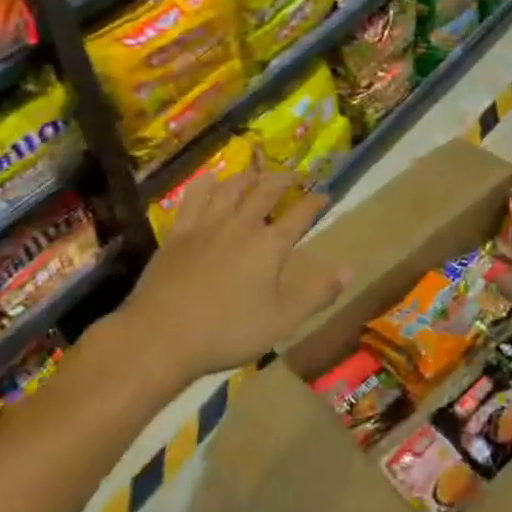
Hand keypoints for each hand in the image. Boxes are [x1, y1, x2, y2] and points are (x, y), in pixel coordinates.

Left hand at [106, 169, 344, 386]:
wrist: (161, 336)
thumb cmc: (227, 332)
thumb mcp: (282, 321)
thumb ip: (318, 294)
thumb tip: (350, 269)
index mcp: (270, 245)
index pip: (300, 214)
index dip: (315, 201)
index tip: (325, 194)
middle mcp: (242, 224)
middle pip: (267, 190)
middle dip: (284, 179)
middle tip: (295, 175)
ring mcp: (207, 224)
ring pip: (232, 187)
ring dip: (249, 176)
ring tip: (257, 174)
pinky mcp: (179, 232)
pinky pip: (194, 197)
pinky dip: (206, 184)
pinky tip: (210, 180)